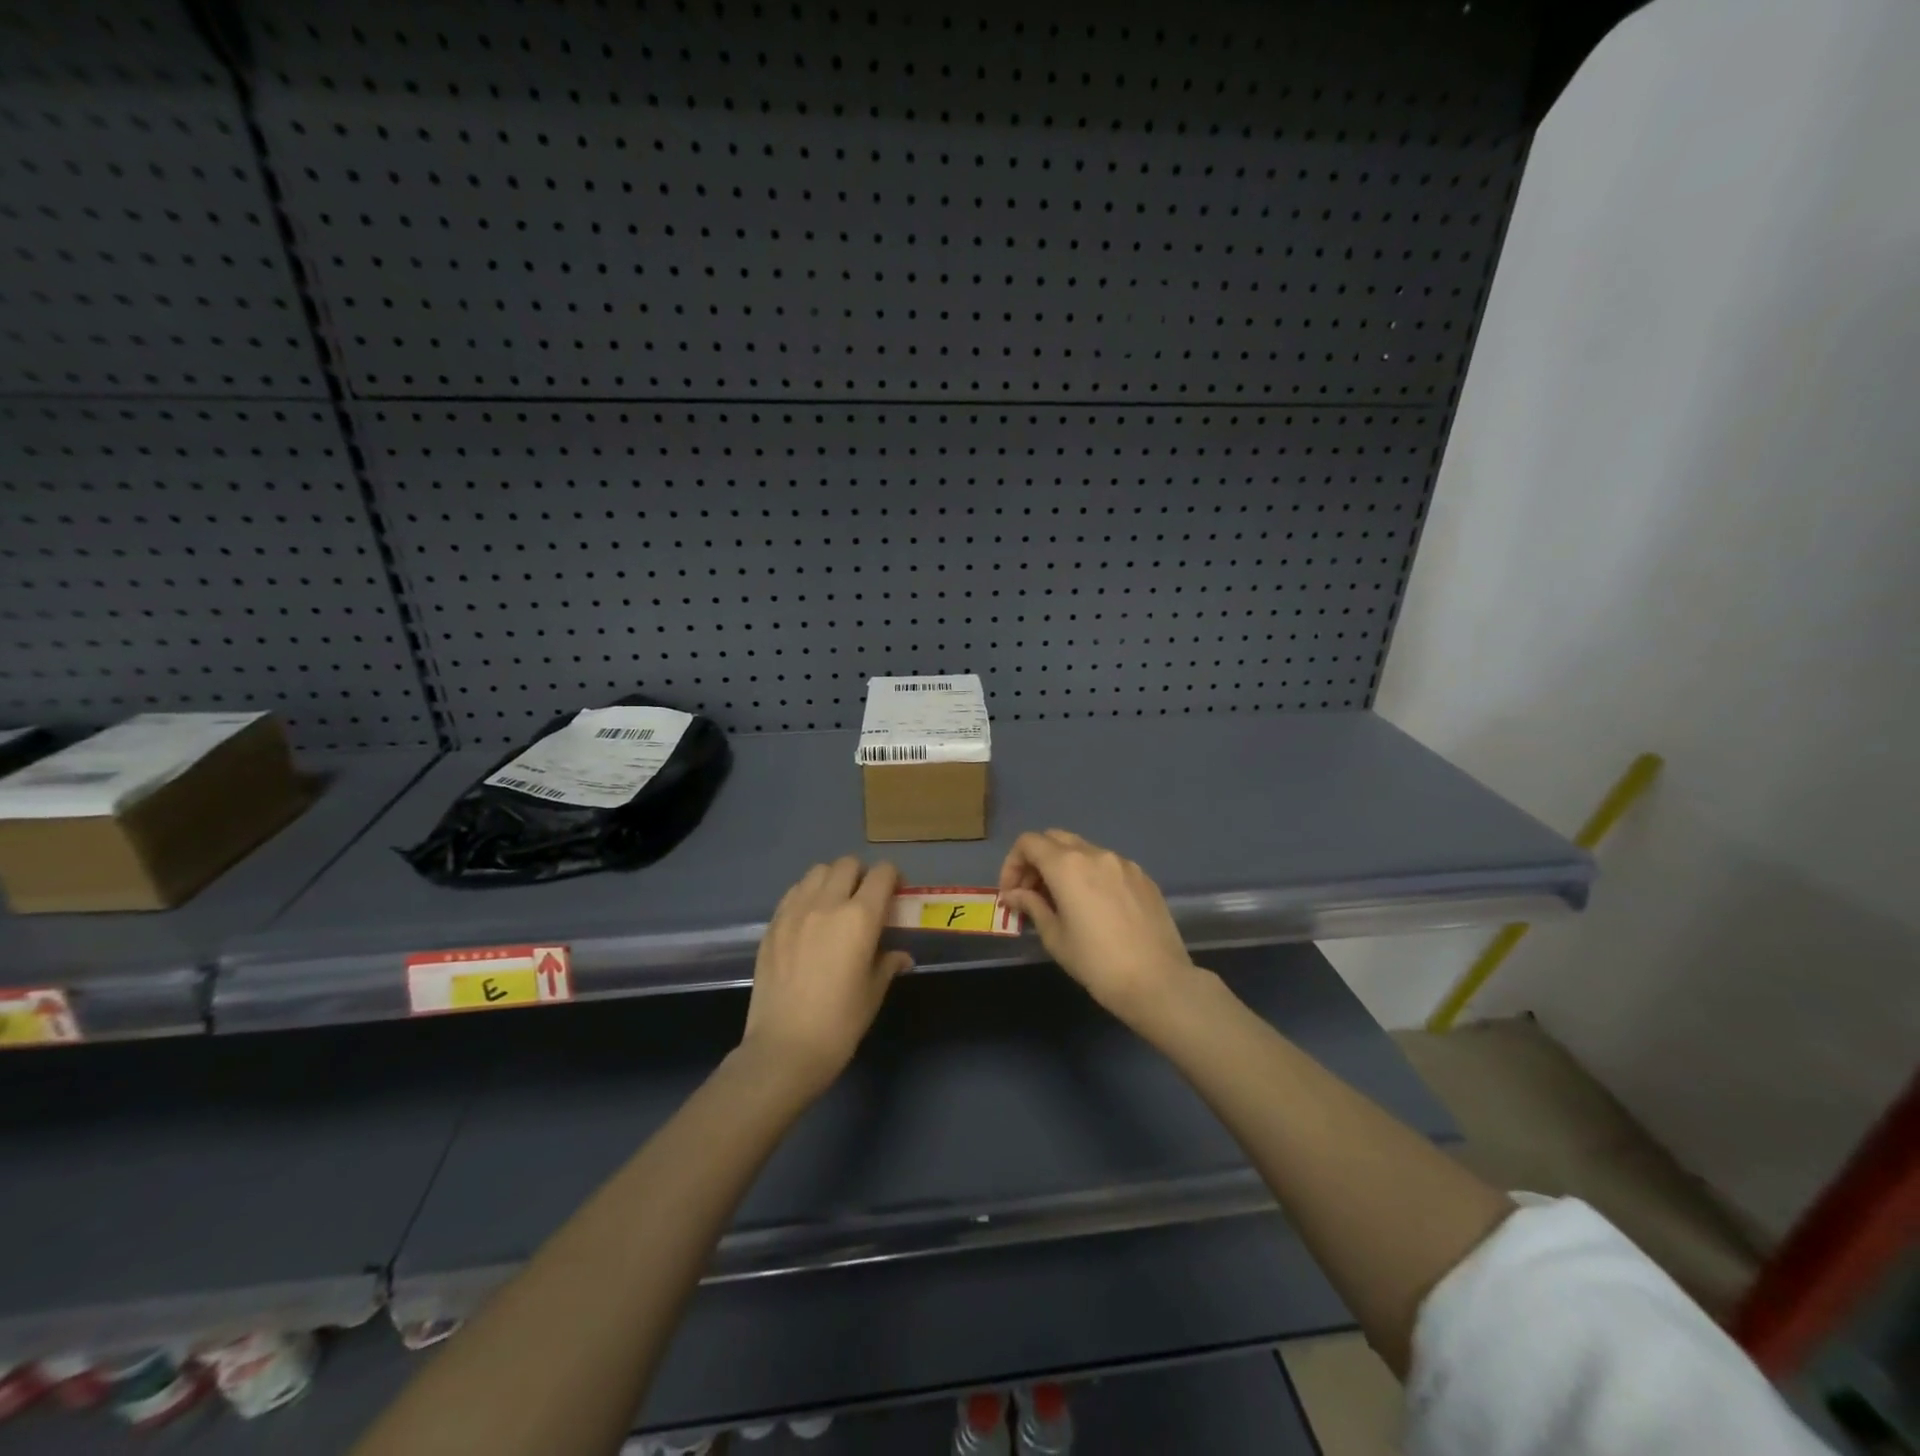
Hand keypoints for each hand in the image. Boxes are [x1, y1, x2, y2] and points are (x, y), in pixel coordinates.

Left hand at [740, 857, 911, 1095]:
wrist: (784, 1048)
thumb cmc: (840, 1023)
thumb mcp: (873, 993)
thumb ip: (887, 963)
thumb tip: (900, 955)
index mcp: (860, 918)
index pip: (882, 874)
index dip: (893, 879)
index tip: (896, 896)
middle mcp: (827, 903)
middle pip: (847, 864)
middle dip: (862, 875)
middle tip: (866, 900)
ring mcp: (795, 911)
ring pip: (818, 871)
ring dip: (833, 880)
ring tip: (836, 905)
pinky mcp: (772, 924)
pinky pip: (794, 892)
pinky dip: (808, 894)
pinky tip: (810, 919)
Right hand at [998, 829, 1201, 1024]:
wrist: (1158, 982)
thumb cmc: (1097, 963)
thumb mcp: (1055, 937)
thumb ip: (1032, 906)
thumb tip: (1014, 894)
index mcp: (1067, 866)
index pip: (1028, 843)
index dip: (1012, 864)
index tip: (1012, 893)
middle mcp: (1095, 854)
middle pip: (1055, 838)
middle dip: (1037, 860)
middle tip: (1032, 893)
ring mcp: (1123, 863)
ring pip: (1083, 850)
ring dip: (1065, 866)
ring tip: (1063, 901)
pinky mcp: (1143, 876)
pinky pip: (1108, 864)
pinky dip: (1091, 874)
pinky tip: (1095, 907)